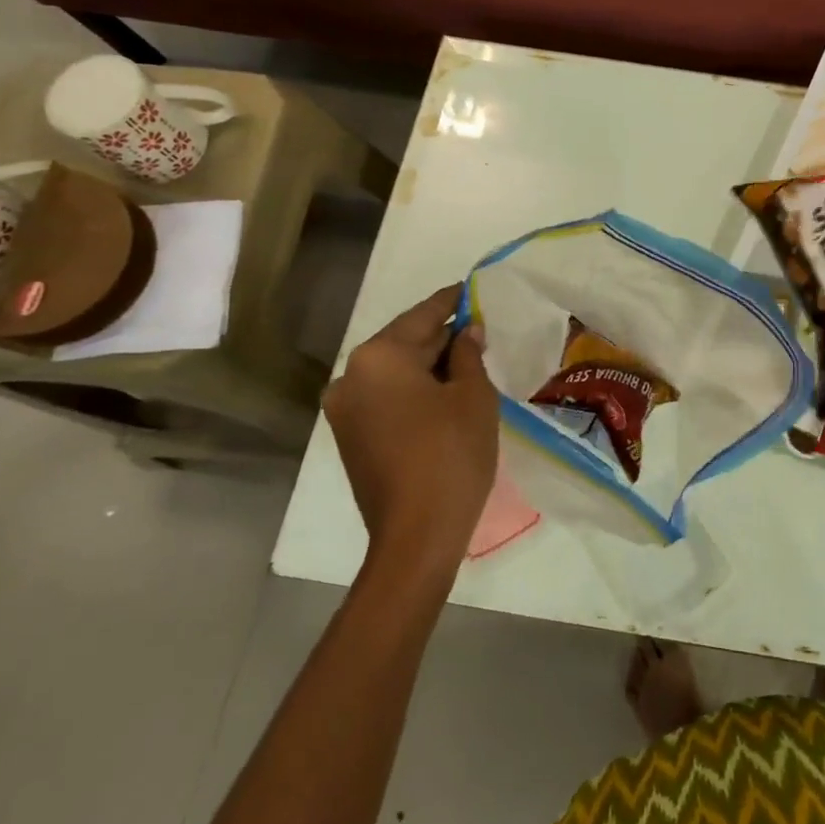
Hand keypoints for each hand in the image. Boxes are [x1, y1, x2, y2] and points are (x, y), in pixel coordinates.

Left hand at [323, 284, 498, 577]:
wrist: (417, 535)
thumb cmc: (451, 454)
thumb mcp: (473, 395)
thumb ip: (468, 354)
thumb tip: (466, 332)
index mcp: (379, 357)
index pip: (423, 315)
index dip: (452, 301)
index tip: (471, 288)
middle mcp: (351, 376)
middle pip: (404, 342)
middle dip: (441, 336)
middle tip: (479, 329)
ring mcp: (345, 409)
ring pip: (395, 372)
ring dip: (428, 365)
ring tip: (468, 360)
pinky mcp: (350, 436)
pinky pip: (386, 397)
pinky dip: (413, 390)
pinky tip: (445, 392)